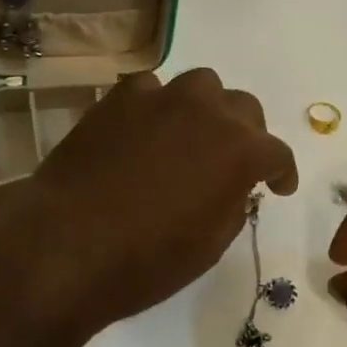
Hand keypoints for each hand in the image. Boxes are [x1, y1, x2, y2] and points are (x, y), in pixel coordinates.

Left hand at [0, 68, 297, 335]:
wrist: (64, 247)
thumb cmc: (146, 260)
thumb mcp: (210, 245)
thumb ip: (233, 204)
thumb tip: (232, 186)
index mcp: (239, 150)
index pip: (276, 153)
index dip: (282, 172)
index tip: (279, 187)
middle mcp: (207, 111)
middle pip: (243, 108)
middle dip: (246, 134)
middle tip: (234, 162)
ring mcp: (160, 98)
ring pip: (200, 86)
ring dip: (205, 110)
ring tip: (191, 136)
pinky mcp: (117, 99)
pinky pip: (150, 90)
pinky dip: (157, 107)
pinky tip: (145, 131)